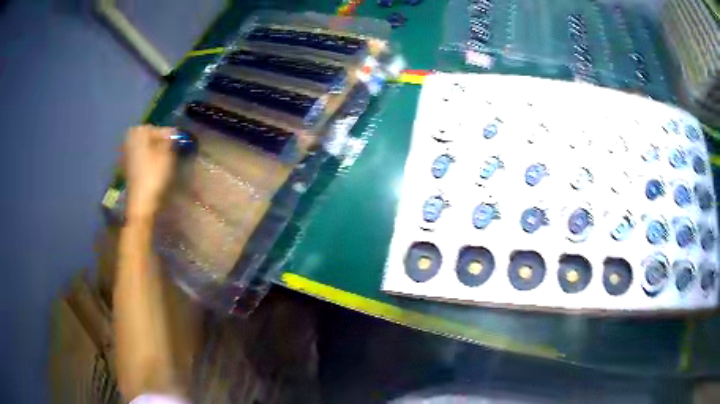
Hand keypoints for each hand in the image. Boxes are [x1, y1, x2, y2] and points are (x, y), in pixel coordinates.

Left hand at [124, 125, 175, 221]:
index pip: (154, 128)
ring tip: (160, 156)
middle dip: (155, 138)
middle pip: (145, 134)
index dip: (166, 134)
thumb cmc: (154, 176)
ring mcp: (127, 155)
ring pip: (140, 145)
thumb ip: (169, 140)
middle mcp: (130, 141)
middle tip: (167, 147)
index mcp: (139, 135)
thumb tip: (172, 132)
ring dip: (150, 147)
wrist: (141, 202)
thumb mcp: (166, 155)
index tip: (175, 142)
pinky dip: (145, 156)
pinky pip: (137, 155)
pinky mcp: (127, 167)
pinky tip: (152, 165)